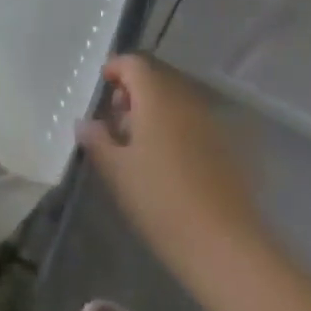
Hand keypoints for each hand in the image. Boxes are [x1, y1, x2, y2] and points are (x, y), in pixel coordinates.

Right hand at [80, 54, 259, 279]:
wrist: (225, 247)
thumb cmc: (162, 202)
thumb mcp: (118, 173)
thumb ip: (97, 141)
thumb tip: (84, 123)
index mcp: (156, 96)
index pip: (133, 63)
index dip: (115, 69)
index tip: (102, 88)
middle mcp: (184, 98)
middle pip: (155, 79)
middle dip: (133, 93)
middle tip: (116, 124)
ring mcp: (208, 121)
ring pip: (174, 101)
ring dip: (154, 112)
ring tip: (138, 147)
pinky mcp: (224, 147)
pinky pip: (191, 122)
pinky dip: (174, 129)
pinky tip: (167, 164)